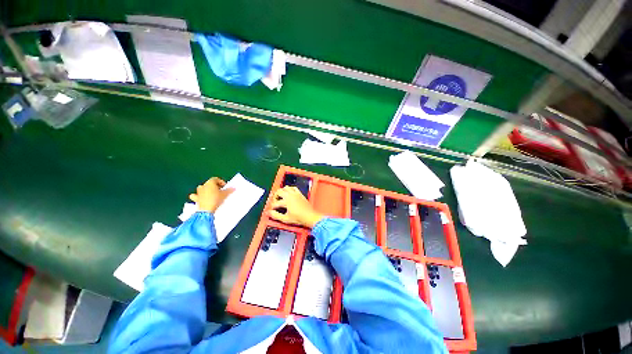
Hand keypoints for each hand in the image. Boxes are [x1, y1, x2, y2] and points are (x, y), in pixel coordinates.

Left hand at [189, 177, 234, 212]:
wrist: (207, 209)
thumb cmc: (216, 199)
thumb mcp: (225, 194)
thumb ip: (229, 190)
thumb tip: (233, 188)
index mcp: (210, 183)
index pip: (216, 179)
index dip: (221, 182)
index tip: (225, 187)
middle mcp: (203, 186)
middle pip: (209, 183)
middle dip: (215, 186)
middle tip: (220, 191)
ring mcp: (198, 192)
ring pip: (202, 188)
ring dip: (206, 190)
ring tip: (212, 194)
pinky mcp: (196, 198)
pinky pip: (195, 195)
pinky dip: (198, 196)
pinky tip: (200, 198)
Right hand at [269, 186, 323, 227]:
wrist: (309, 216)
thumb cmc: (299, 218)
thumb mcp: (285, 219)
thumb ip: (276, 215)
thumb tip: (269, 213)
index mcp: (286, 201)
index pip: (275, 203)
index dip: (272, 207)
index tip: (271, 210)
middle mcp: (290, 195)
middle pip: (279, 192)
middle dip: (275, 197)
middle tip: (274, 202)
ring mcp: (295, 194)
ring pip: (286, 188)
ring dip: (281, 191)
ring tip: (280, 197)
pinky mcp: (300, 194)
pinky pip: (293, 188)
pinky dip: (289, 189)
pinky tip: (289, 192)